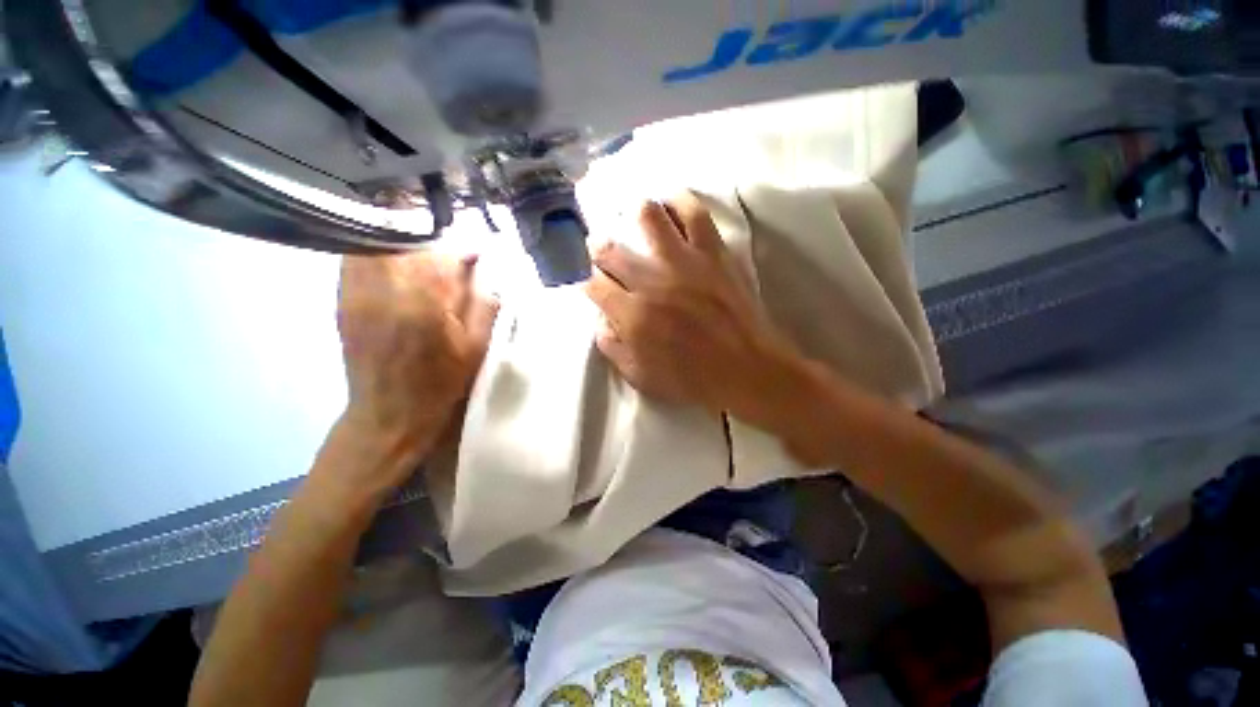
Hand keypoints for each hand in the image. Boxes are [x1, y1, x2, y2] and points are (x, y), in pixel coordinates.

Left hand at [334, 251, 497, 488]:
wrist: (389, 413)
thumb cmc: (440, 383)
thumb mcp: (476, 348)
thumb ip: (483, 304)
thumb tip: (485, 271)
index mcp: (424, 303)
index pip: (440, 253)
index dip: (462, 250)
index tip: (476, 256)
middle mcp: (384, 289)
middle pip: (405, 240)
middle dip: (432, 241)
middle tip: (450, 255)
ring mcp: (356, 292)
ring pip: (377, 242)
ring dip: (404, 242)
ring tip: (423, 255)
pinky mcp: (341, 299)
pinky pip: (356, 258)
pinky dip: (379, 252)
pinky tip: (395, 264)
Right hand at [584, 193, 800, 421]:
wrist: (747, 369)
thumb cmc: (692, 379)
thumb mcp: (640, 376)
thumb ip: (612, 347)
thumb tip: (600, 319)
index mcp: (632, 315)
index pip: (594, 286)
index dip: (589, 284)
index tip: (594, 286)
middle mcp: (652, 282)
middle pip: (610, 250)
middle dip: (599, 250)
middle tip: (604, 252)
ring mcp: (684, 261)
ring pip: (647, 216)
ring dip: (633, 216)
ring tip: (635, 220)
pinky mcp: (713, 252)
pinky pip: (694, 213)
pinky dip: (679, 202)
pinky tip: (672, 205)